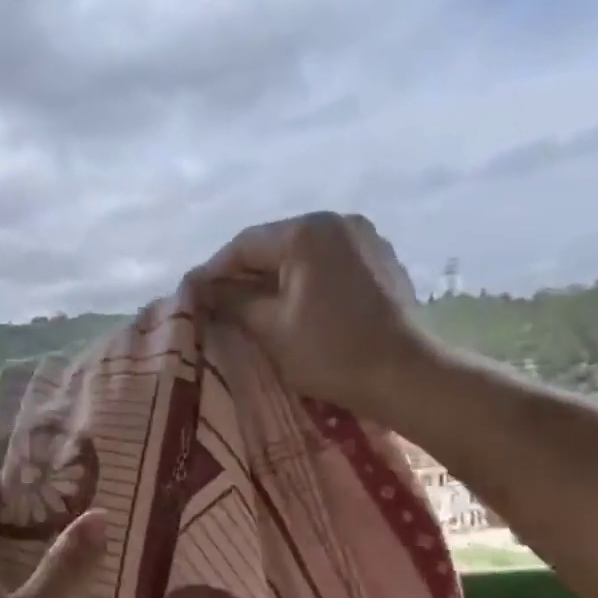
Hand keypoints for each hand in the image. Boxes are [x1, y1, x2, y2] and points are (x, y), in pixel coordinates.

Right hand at [189, 211, 444, 425]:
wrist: (406, 375)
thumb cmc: (330, 352)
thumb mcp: (270, 328)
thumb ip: (231, 301)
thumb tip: (202, 290)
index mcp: (306, 232)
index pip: (243, 246)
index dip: (212, 272)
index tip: (191, 297)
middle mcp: (336, 222)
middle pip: (273, 245)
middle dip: (242, 275)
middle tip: (216, 305)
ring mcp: (363, 238)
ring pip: (300, 254)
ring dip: (272, 278)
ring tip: (250, 309)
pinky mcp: (378, 260)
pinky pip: (326, 263)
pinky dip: (302, 281)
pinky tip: (291, 307)